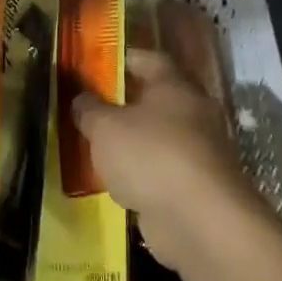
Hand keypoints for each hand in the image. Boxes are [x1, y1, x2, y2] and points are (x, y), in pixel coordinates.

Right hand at [72, 48, 268, 271]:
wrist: (200, 222)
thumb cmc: (151, 156)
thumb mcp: (105, 127)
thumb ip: (89, 109)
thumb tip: (81, 98)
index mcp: (175, 87)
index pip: (150, 59)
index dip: (124, 59)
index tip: (99, 63)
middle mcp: (194, 113)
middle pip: (157, 100)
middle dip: (126, 103)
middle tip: (93, 107)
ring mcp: (200, 153)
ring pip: (160, 138)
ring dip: (135, 142)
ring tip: (99, 147)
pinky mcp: (199, 189)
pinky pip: (164, 172)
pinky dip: (144, 175)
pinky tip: (118, 182)